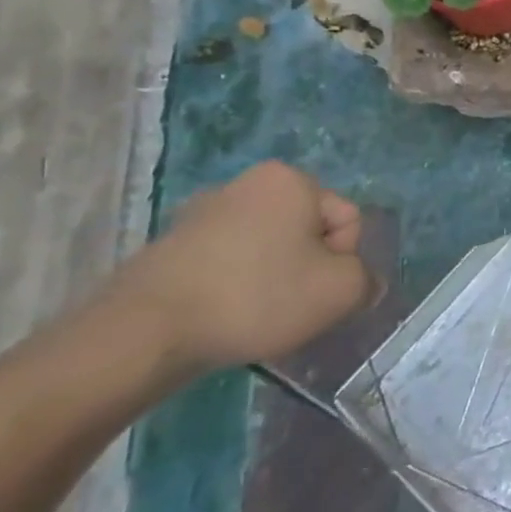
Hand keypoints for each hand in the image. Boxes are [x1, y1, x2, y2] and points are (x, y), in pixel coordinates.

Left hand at [103, 161, 380, 376]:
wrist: (144, 332)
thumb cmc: (256, 297)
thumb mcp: (340, 292)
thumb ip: (366, 281)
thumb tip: (361, 284)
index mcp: (291, 180)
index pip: (348, 221)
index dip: (343, 261)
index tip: (317, 291)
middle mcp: (248, 182)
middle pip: (308, 232)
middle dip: (308, 269)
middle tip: (291, 307)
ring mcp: (203, 212)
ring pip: (269, 249)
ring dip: (274, 279)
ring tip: (255, 316)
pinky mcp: (172, 245)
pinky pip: (230, 263)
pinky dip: (237, 287)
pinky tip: (224, 316)